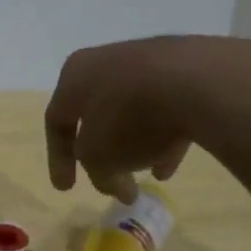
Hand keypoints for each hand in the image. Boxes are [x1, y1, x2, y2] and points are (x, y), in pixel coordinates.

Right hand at [45, 36, 250, 201]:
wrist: (194, 82)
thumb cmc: (128, 118)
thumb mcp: (99, 158)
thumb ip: (98, 173)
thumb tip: (116, 182)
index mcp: (75, 75)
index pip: (56, 120)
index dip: (58, 158)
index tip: (67, 189)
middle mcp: (105, 61)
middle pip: (97, 115)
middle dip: (103, 153)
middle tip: (111, 182)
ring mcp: (146, 61)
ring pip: (132, 111)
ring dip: (135, 145)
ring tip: (147, 176)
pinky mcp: (182, 68)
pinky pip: (165, 107)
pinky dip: (163, 134)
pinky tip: (172, 162)